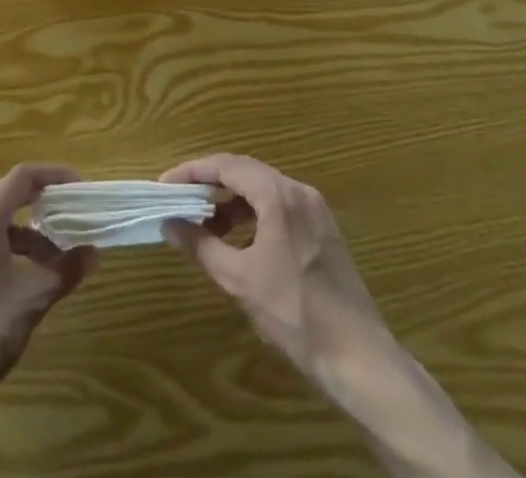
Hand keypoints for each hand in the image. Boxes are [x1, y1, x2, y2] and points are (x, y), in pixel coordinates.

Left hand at [0, 161, 96, 400]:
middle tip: (70, 221)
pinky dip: (4, 251)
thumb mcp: (31, 302)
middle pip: (6, 198)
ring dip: (24, 236)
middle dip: (41, 208)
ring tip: (50, 265)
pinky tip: (17, 283)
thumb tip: (93, 254)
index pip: (21, 177)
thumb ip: (65, 272)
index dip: (53, 175)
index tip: (78, 187)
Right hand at [158, 152, 388, 390]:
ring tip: (205, 224)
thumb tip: (169, 224)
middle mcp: (298, 191)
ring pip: (263, 189)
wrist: (359, 359)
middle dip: (210, 183)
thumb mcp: (240, 281)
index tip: (165, 185)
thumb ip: (201, 246)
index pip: (226, 166)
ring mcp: (315, 209)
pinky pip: (279, 206)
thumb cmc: (295, 314)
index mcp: (279, 195)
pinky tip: (238, 239)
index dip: (192, 172)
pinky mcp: (323, 230)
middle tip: (180, 199)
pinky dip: (253, 214)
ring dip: (231, 201)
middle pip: (245, 171)